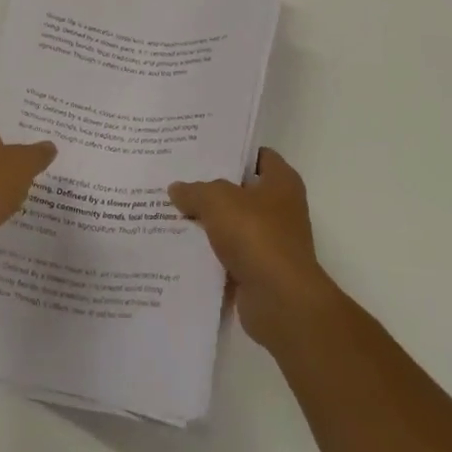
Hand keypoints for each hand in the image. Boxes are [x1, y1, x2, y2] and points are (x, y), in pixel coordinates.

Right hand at [170, 148, 336, 350]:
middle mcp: (281, 209)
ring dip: (206, 222)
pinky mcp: (258, 271)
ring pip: (231, 224)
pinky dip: (208, 253)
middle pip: (241, 191)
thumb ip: (195, 191)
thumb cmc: (256, 235)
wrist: (279, 300)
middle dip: (211, 187)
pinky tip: (178, 246)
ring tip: (170, 210)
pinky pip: (227, 255)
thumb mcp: (218, 200)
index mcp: (282, 182)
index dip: (232, 151)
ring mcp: (270, 242)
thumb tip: (177, 189)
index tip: (201, 150)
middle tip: (177, 178)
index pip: (258, 156)